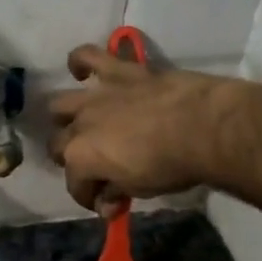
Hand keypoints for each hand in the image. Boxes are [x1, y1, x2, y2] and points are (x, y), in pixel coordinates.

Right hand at [47, 44, 261, 214]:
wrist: (203, 126)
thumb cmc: (171, 165)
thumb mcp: (140, 189)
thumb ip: (116, 193)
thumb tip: (106, 205)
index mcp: (81, 157)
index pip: (75, 184)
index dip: (88, 197)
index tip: (105, 204)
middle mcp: (79, 125)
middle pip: (58, 144)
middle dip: (70, 159)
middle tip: (93, 166)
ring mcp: (95, 95)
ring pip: (59, 104)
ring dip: (65, 116)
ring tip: (80, 122)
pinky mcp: (118, 71)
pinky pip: (88, 56)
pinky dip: (80, 62)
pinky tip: (81, 72)